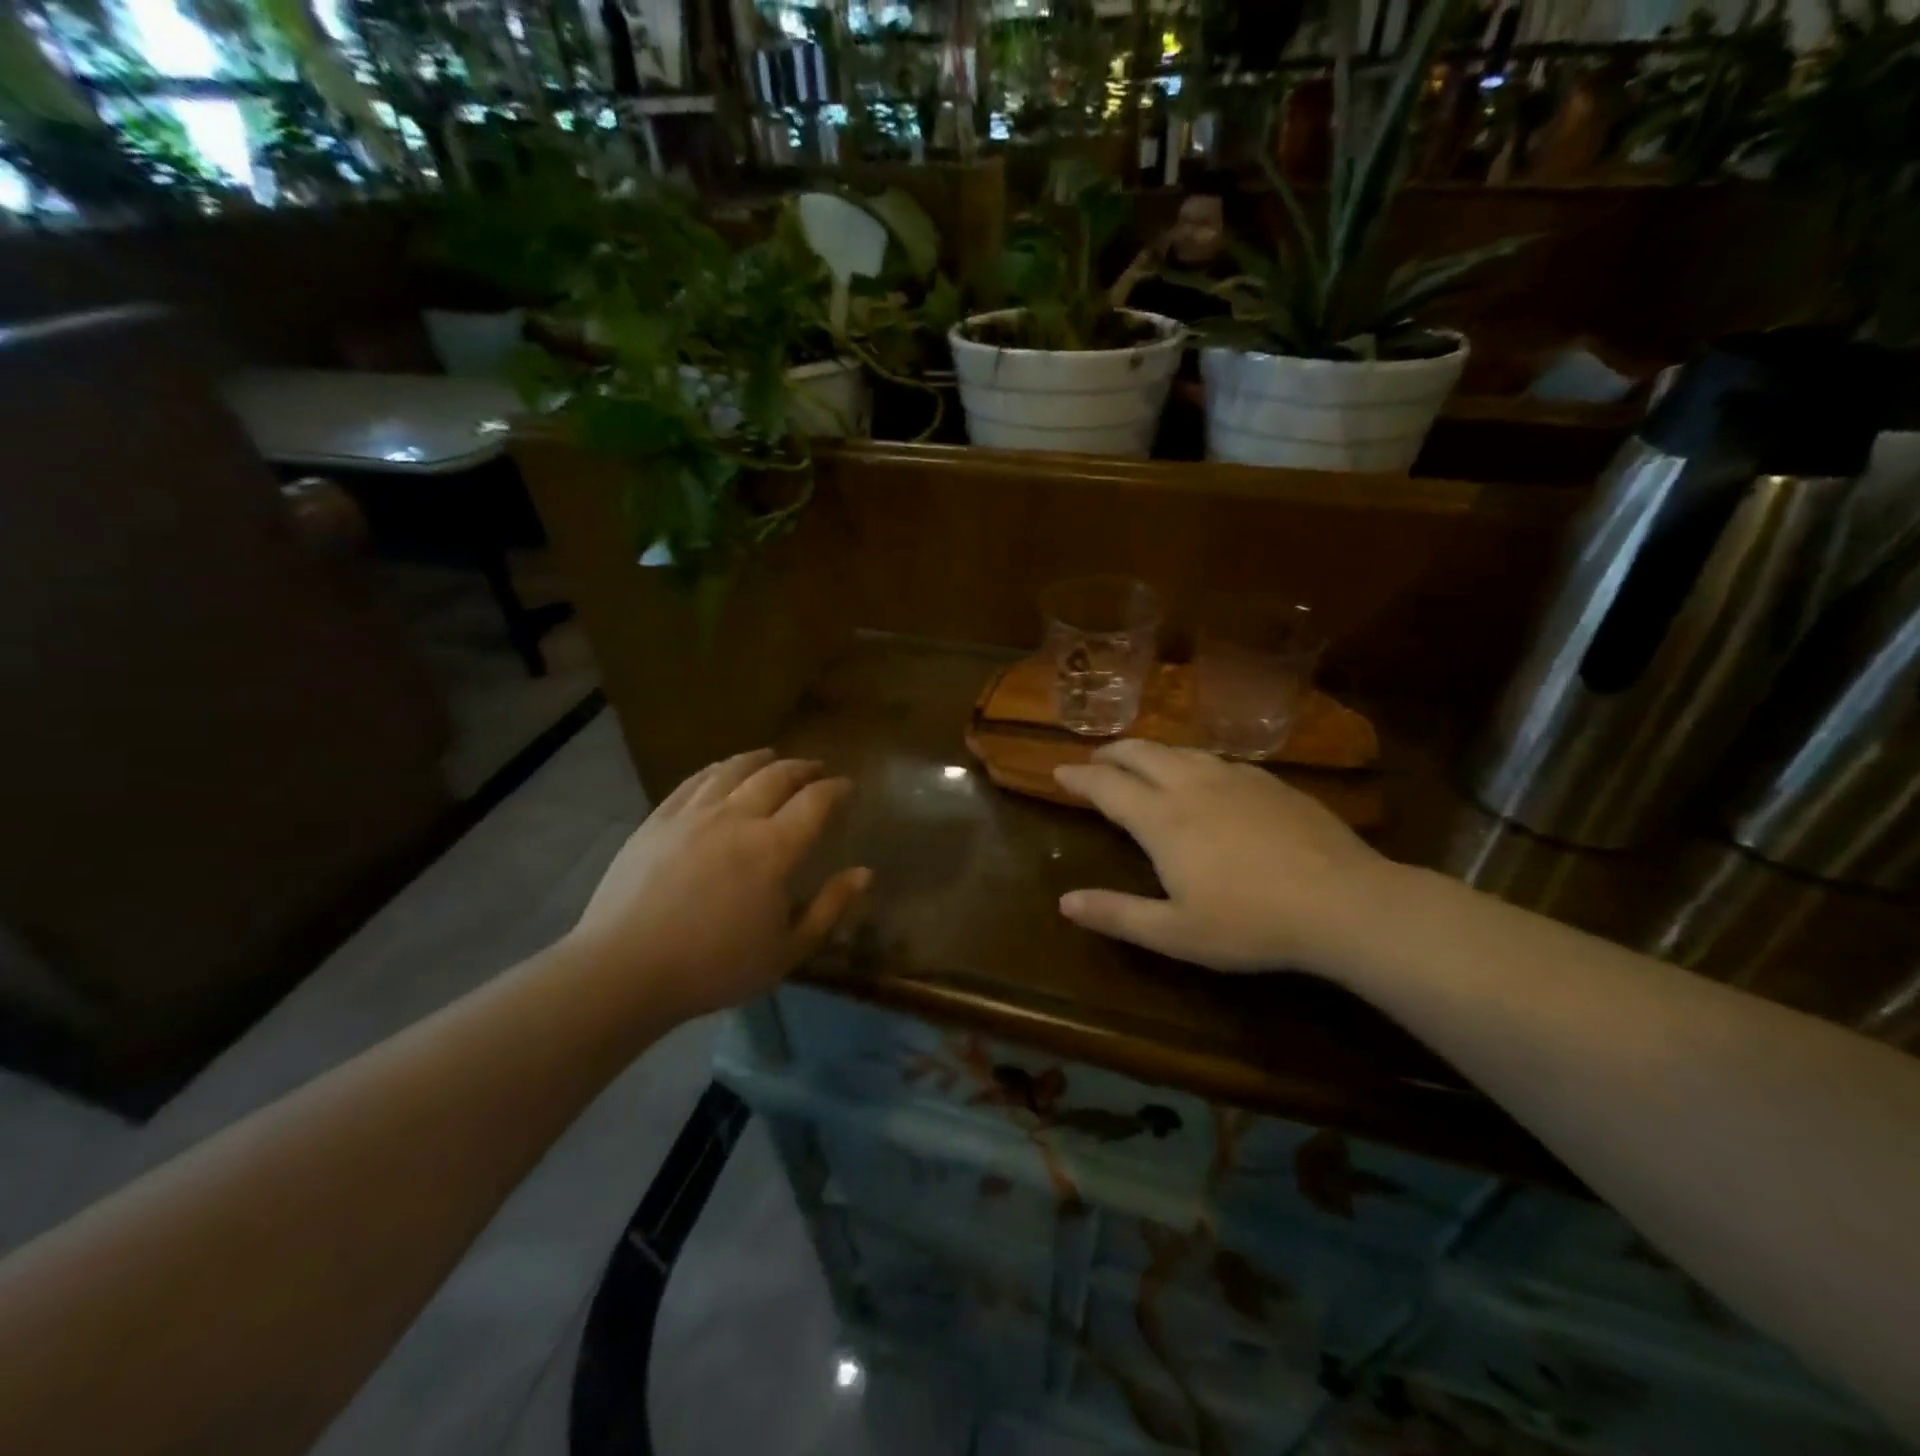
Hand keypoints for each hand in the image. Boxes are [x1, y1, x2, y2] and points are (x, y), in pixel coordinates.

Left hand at [564, 750, 868, 1020]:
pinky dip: (718, 769)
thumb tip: (864, 872)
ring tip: (773, 758)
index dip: (836, 789)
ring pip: (734, 769)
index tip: (847, 786)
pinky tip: (723, 771)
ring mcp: (693, 813)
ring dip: (761, 760)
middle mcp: (737, 817)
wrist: (626, 970)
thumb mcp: (787, 950)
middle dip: (803, 768)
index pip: (816, 801)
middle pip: (777, 776)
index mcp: (774, 848)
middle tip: (816, 769)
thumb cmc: (715, 967)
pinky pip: (695, 780)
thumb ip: (829, 907)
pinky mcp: (658, 819)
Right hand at [1053, 740, 1392, 973]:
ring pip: (1179, 750)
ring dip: (1149, 751)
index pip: (1107, 786)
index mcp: (1163, 819)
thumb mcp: (1175, 933)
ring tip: (1139, 761)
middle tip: (1094, 760)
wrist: (1344, 902)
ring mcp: (1234, 778)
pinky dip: (1190, 759)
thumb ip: (1117, 915)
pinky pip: (1216, 758)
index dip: (1079, 777)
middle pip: (1140, 753)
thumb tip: (1064, 902)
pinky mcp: (1270, 782)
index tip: (1059, 772)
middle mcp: (1192, 786)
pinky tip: (1201, 774)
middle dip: (1110, 753)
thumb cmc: (1251, 923)